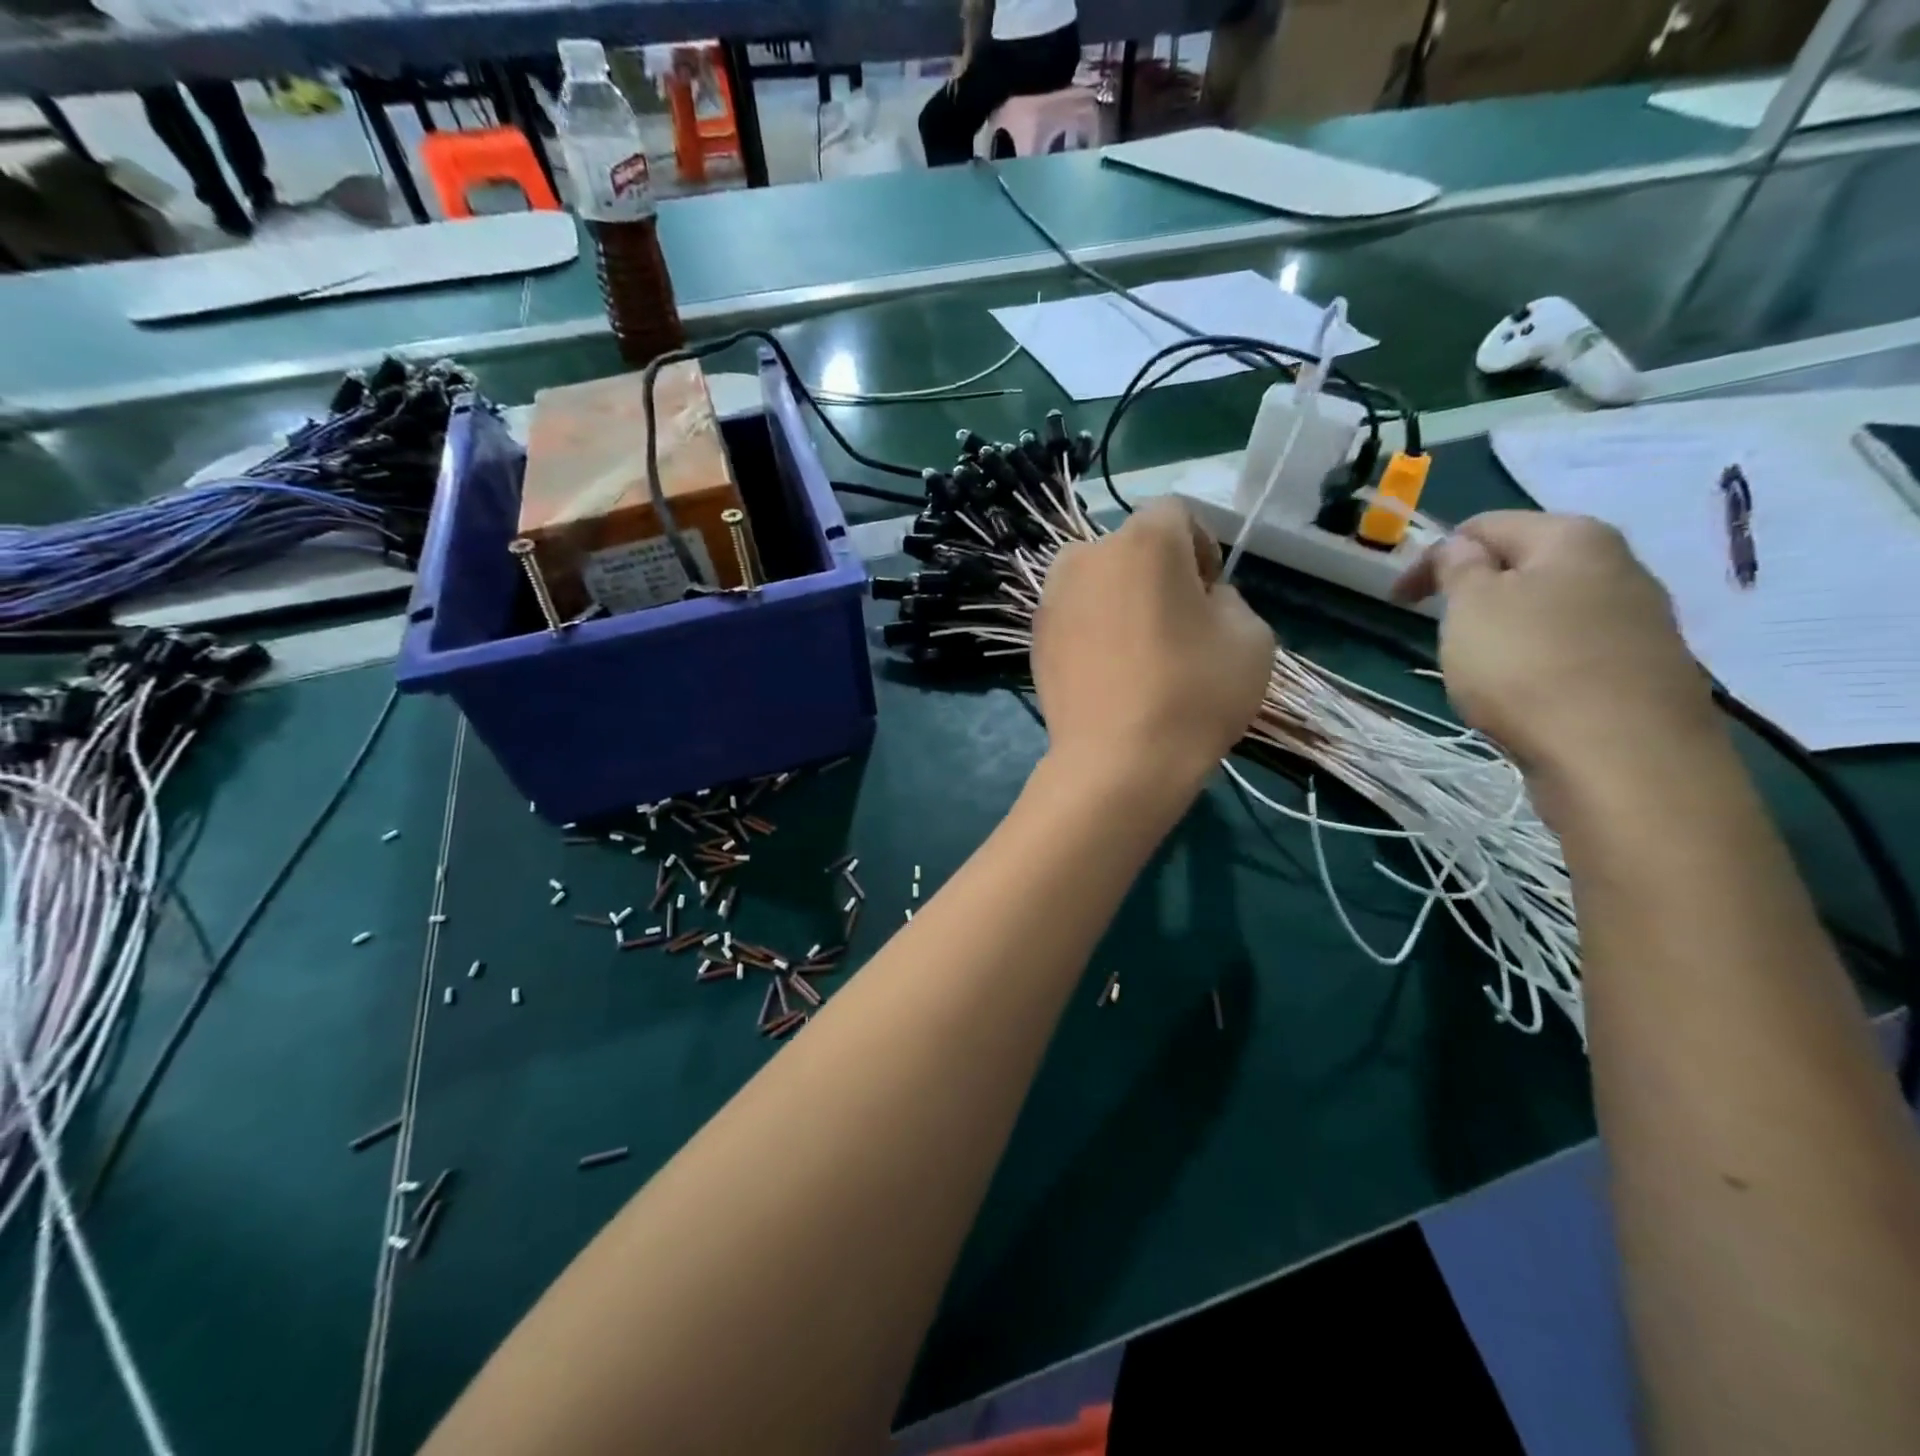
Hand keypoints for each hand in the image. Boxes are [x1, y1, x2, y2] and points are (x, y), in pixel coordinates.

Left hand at [1033, 499, 1274, 791]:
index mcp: (1143, 540)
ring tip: (1141, 651)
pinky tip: (1110, 672)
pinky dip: (1095, 629)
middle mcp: (1086, 556)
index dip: (1202, 548)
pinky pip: (1076, 615)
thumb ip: (1228, 599)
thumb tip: (1200, 600)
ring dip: (1123, 599)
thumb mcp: (1252, 637)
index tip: (1210, 595)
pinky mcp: (1035, 637)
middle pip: (1132, 547)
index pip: (1177, 514)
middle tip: (1178, 626)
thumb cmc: (1193, 694)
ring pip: (1099, 581)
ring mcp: (1052, 597)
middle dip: (1159, 573)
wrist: (1116, 763)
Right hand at [1395, 510, 1718, 789]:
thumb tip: (1463, 548)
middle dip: (1475, 590)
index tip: (1396, 600)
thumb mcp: (1470, 607)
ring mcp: (1641, 619)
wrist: (1622, 757)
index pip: (1485, 525)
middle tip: (1440, 629)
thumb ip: (1459, 567)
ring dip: (1508, 626)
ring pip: (1552, 608)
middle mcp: (1619, 565)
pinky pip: (1575, 648)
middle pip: (1526, 564)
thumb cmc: (1528, 667)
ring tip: (1479, 666)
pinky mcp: (1645, 668)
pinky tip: (1525, 693)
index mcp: (1573, 537)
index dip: (1432, 557)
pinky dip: (1539, 659)